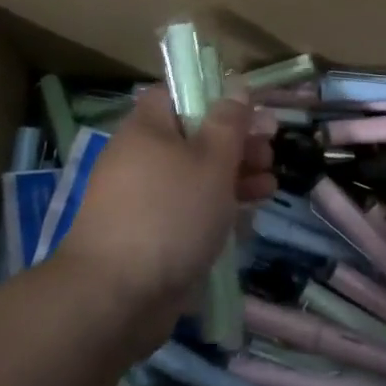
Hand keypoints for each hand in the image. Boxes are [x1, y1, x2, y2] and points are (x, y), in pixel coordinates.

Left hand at [51, 88, 274, 340]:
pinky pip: (188, 209)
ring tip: (270, 186)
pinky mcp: (151, 234)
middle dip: (236, 142)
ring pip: (195, 175)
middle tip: (270, 151)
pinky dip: (216, 208)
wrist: (116, 296)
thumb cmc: (169, 213)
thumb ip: (229, 122)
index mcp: (148, 127)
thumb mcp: (211, 160)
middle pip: (193, 136)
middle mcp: (141, 156)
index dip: (215, 96)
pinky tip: (248, 216)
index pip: (178, 93)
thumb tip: (236, 89)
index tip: (250, 111)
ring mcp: (144, 198)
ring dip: (234, 176)